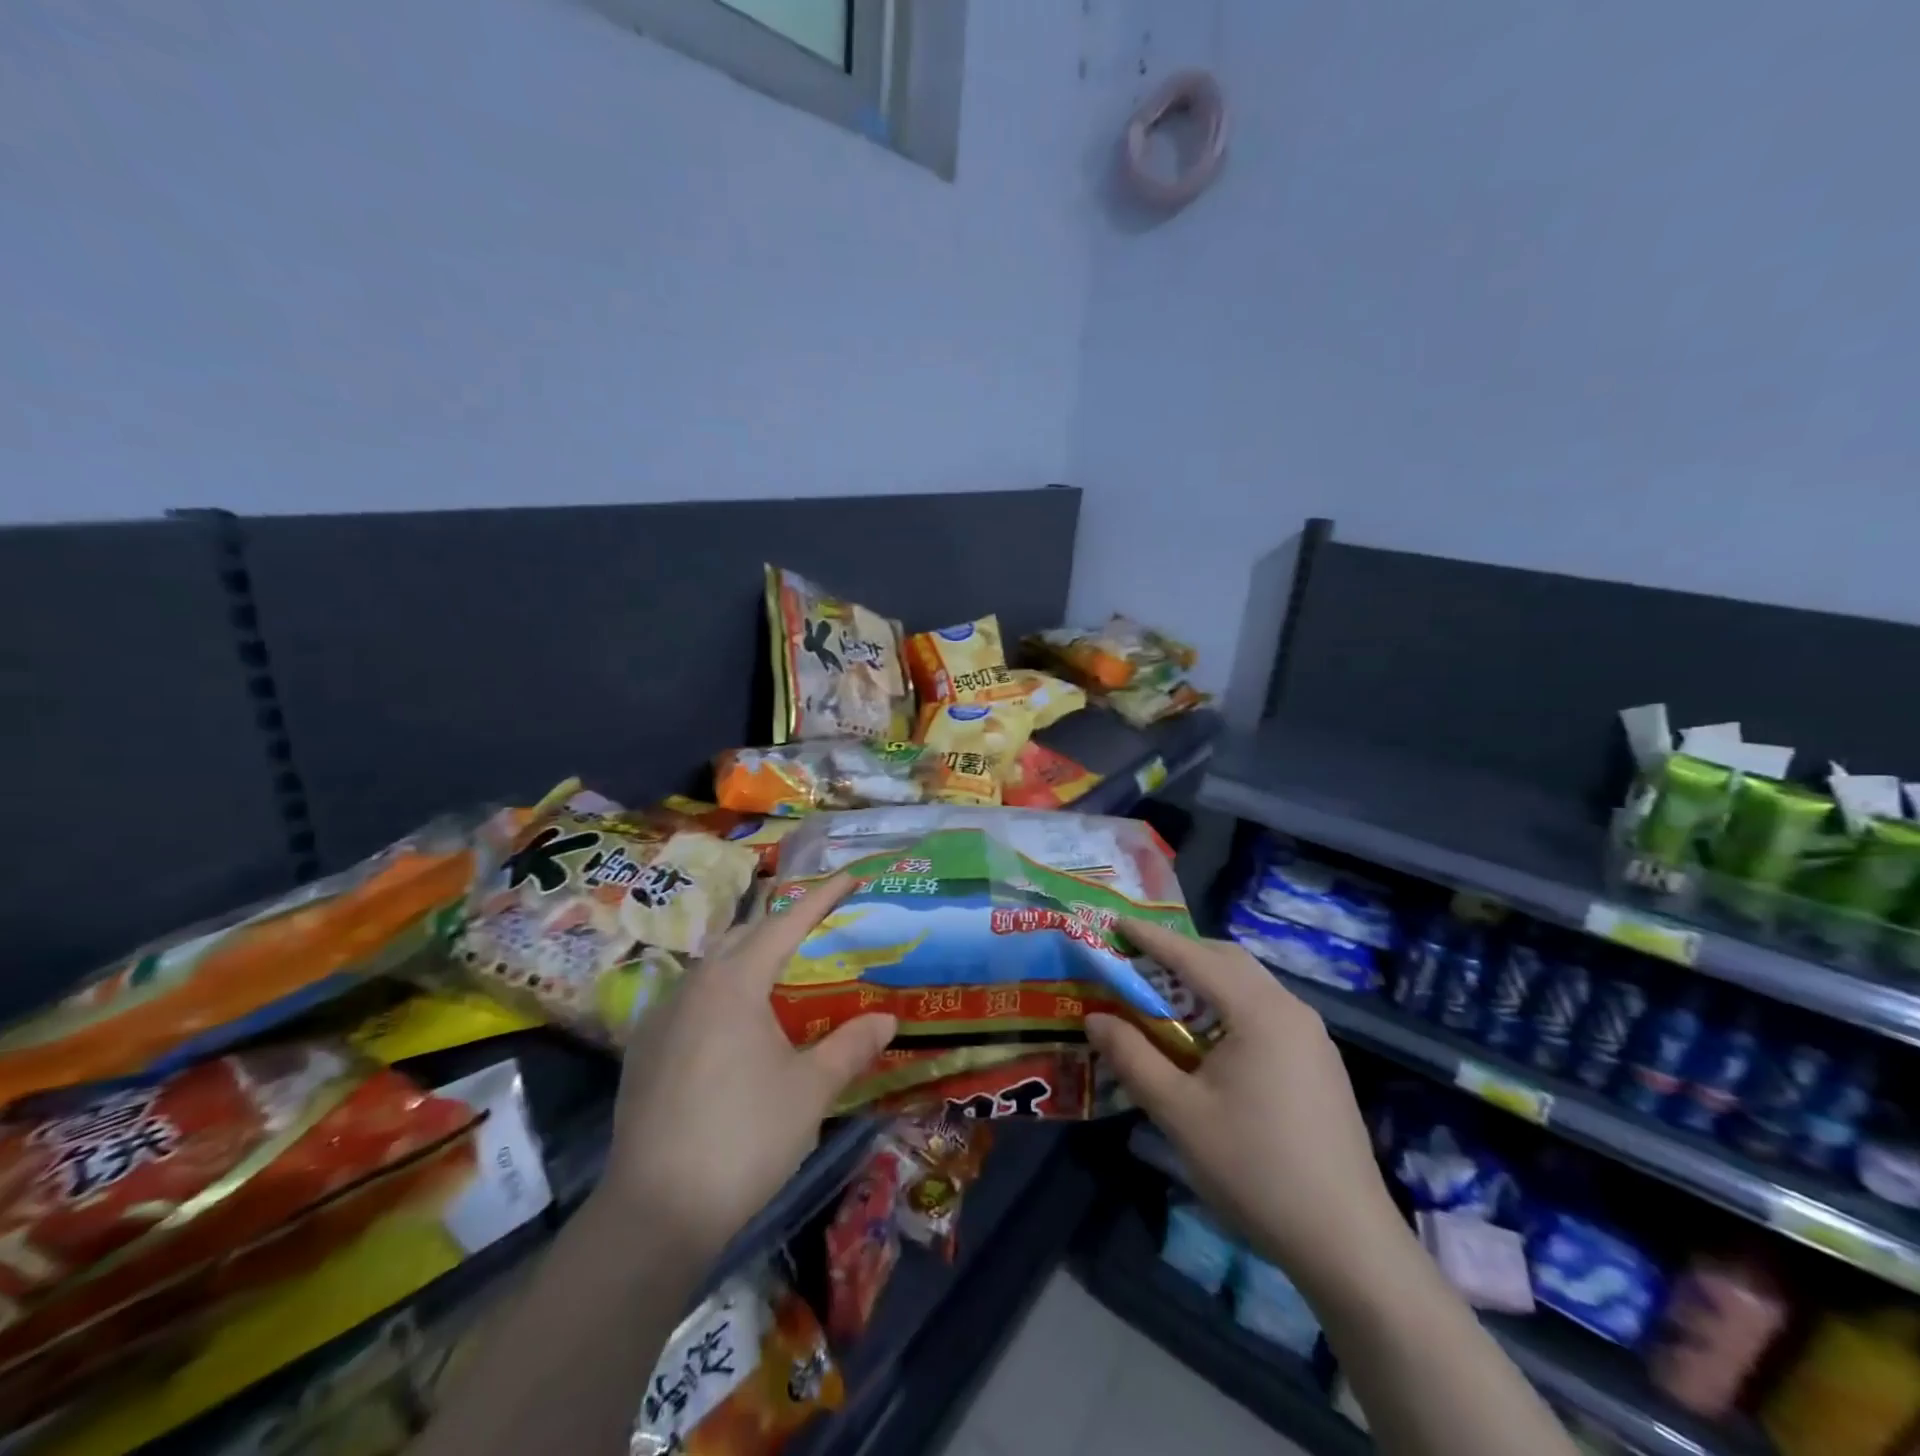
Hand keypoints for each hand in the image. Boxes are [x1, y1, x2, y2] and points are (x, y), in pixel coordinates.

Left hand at [597, 874, 896, 1260]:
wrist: (655, 1211)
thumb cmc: (744, 1137)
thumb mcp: (810, 1091)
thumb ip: (850, 1046)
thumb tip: (888, 1019)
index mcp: (735, 983)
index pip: (786, 923)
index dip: (821, 897)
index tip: (850, 876)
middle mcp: (693, 985)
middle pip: (742, 935)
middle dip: (780, 923)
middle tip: (818, 926)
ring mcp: (661, 1016)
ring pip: (711, 966)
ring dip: (747, 957)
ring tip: (779, 973)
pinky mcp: (642, 1050)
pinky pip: (689, 999)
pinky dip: (720, 992)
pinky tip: (733, 1025)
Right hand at [1086, 921, 1406, 1290]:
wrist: (1348, 1243)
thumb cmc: (1255, 1169)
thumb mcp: (1179, 1113)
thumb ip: (1132, 1057)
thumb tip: (1095, 1018)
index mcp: (1259, 1011)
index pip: (1194, 957)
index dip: (1151, 937)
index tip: (1115, 922)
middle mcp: (1290, 1009)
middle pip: (1228, 960)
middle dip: (1181, 952)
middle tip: (1137, 959)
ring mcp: (1312, 1036)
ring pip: (1249, 984)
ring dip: (1206, 978)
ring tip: (1165, 994)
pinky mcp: (1319, 1063)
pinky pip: (1265, 1010)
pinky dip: (1228, 1003)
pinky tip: (1209, 1036)